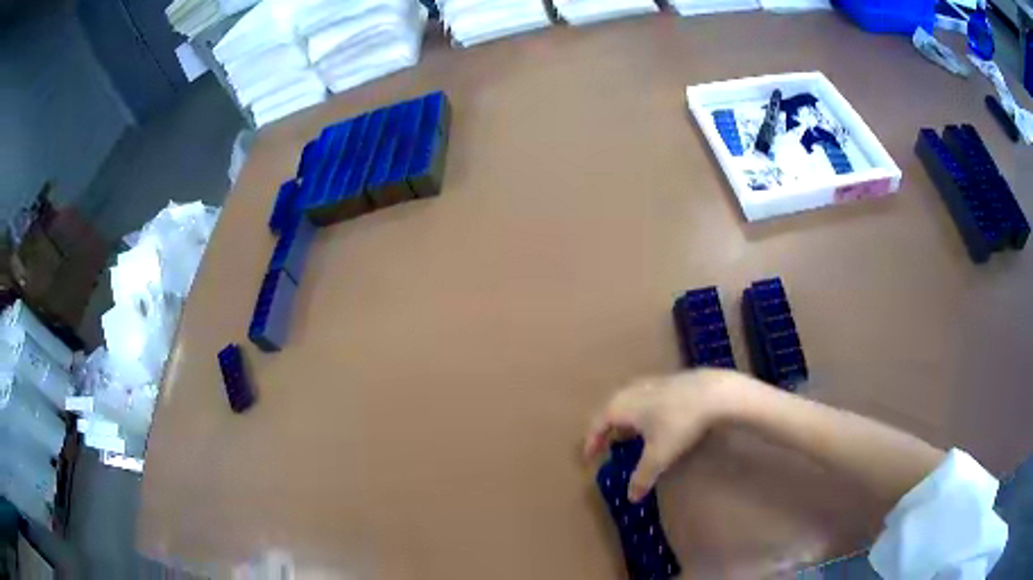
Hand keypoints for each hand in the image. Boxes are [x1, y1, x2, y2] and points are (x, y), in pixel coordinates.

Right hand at [583, 369, 744, 501]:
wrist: (714, 393)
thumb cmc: (678, 423)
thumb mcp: (658, 456)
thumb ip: (642, 477)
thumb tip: (631, 498)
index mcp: (620, 407)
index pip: (596, 425)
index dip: (591, 443)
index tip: (588, 458)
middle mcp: (631, 392)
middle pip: (611, 411)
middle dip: (607, 430)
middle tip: (606, 446)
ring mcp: (651, 384)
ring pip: (630, 403)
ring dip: (626, 421)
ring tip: (629, 436)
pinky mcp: (670, 382)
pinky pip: (646, 400)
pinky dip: (643, 414)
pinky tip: (656, 423)